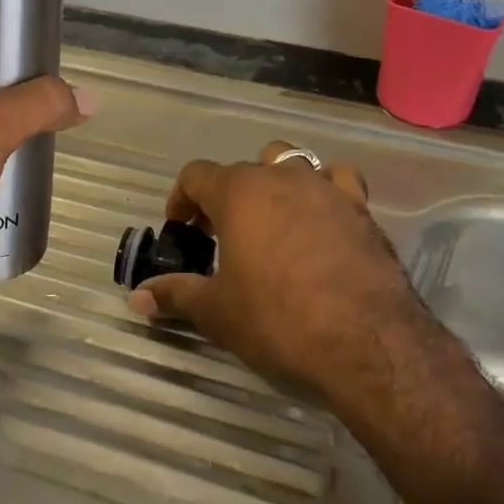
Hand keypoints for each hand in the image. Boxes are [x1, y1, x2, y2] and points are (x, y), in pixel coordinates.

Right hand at [128, 142, 428, 387]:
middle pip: (244, 168)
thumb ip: (176, 295)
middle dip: (228, 195)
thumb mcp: (218, 312)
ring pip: (292, 164)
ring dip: (276, 184)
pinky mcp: (361, 209)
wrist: (365, 339)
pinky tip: (323, 220)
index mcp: (239, 192)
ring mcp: (325, 188)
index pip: (196, 175)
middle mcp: (281, 177)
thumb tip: (138, 296)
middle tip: (223, 234)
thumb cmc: (278, 318)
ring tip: (273, 222)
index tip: (180, 228)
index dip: (182, 198)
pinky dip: (325, 192)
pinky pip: (339, 182)